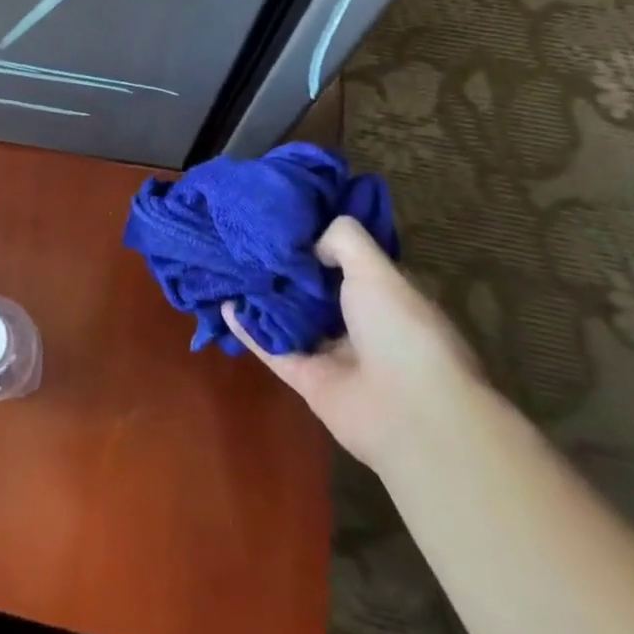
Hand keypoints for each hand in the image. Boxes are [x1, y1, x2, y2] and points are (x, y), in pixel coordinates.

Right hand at [227, 216, 483, 472]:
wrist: (409, 412)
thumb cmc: (401, 330)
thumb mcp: (376, 269)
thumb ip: (343, 241)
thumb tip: (310, 242)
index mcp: (385, 297)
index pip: (347, 263)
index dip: (319, 243)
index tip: (286, 221)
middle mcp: (360, 324)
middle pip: (314, 291)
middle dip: (285, 269)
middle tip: (247, 241)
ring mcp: (333, 354)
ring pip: (289, 318)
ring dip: (262, 297)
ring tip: (228, 266)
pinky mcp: (306, 379)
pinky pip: (271, 347)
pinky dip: (248, 328)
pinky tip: (224, 304)